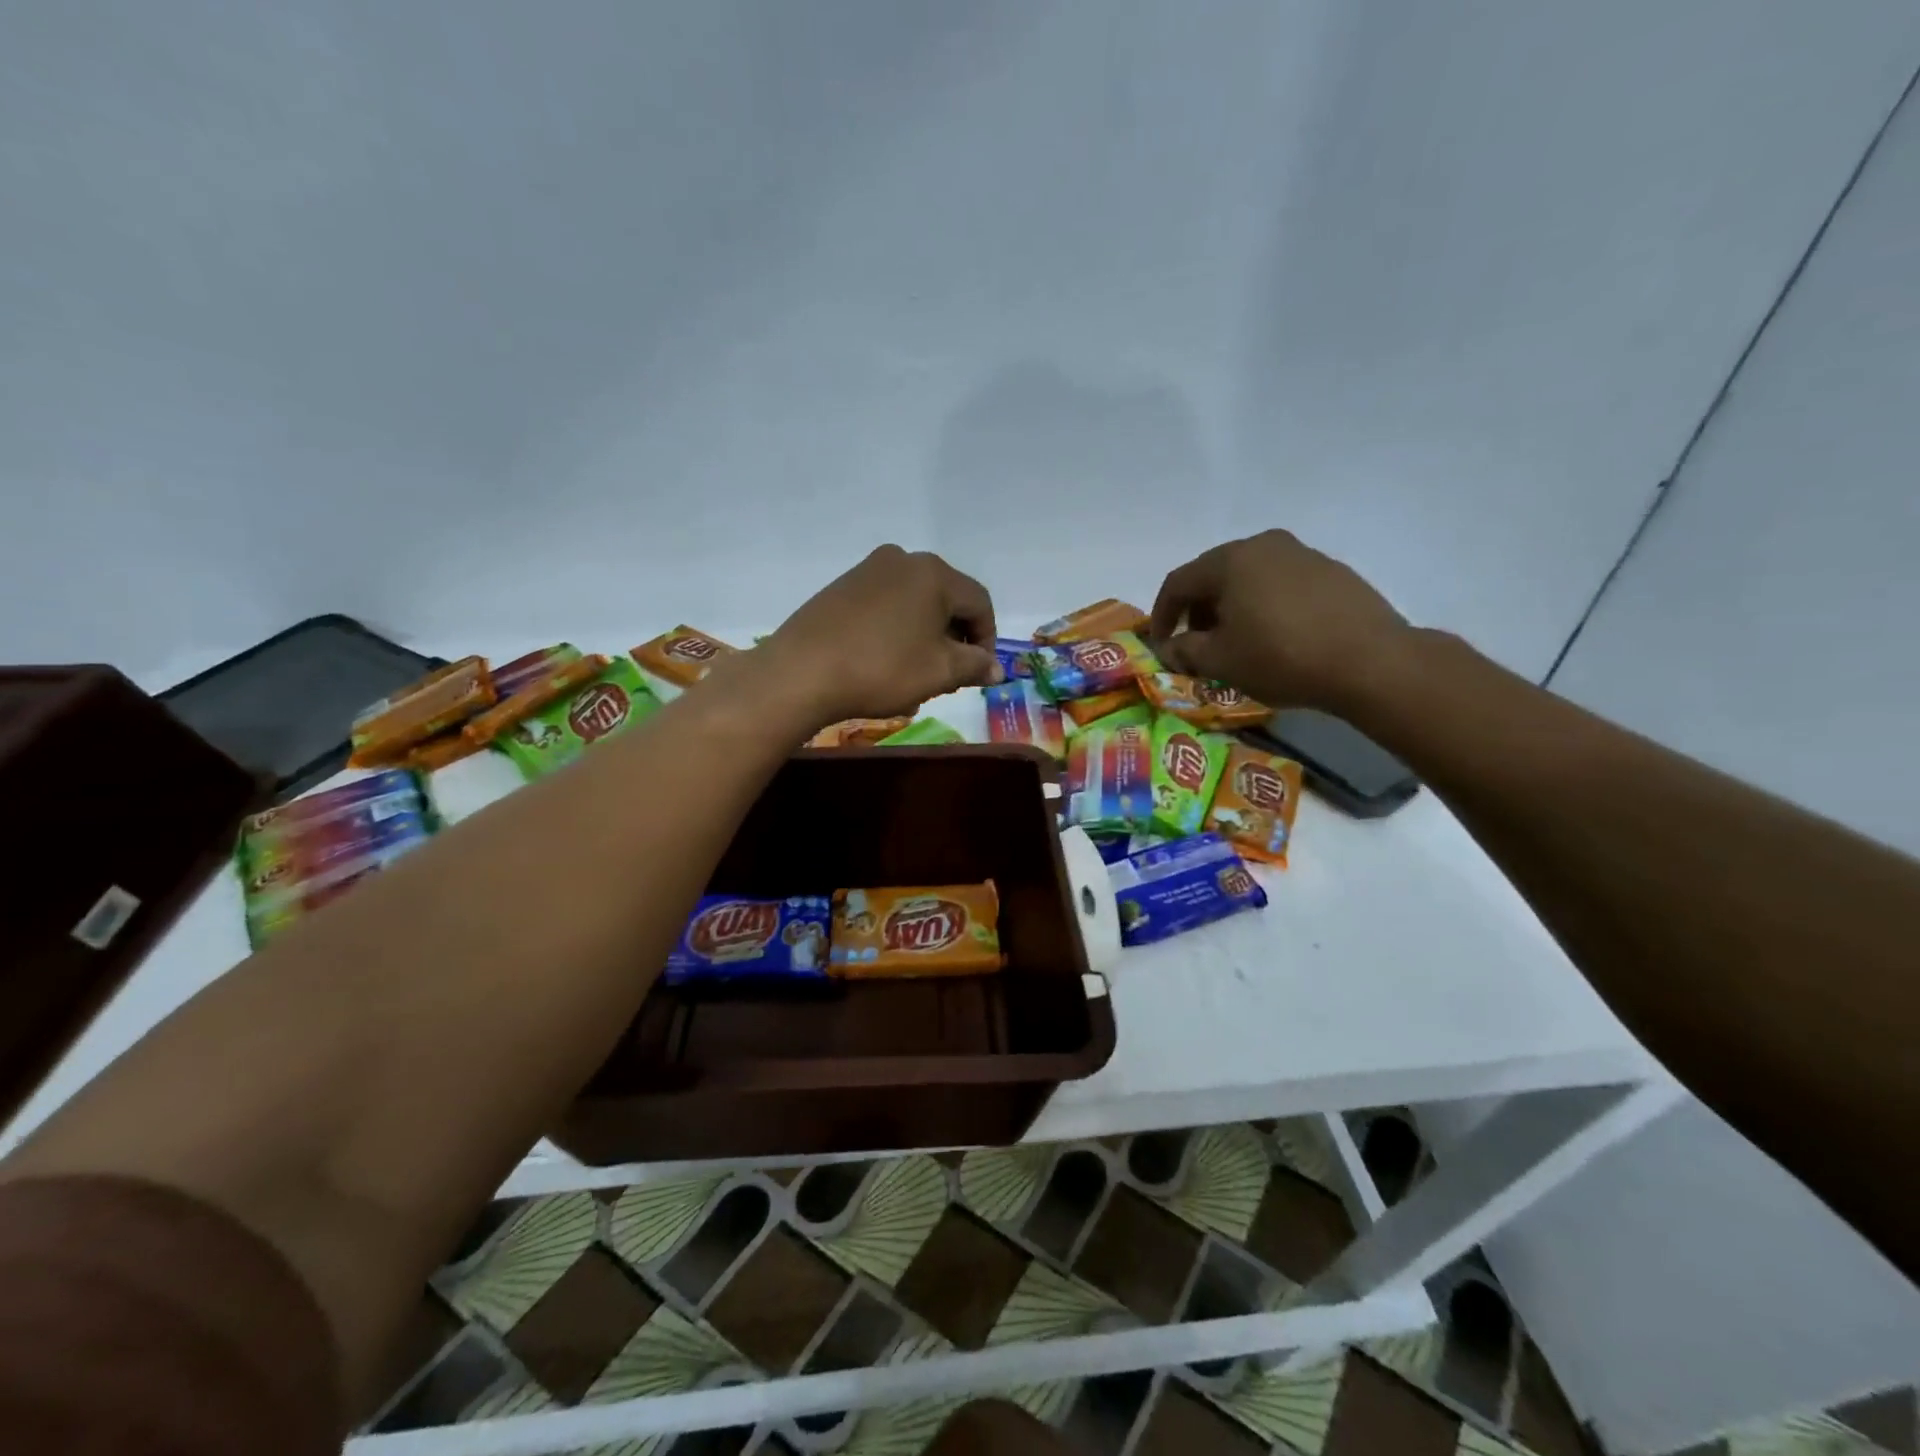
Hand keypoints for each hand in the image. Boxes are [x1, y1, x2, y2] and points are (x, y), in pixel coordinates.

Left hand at [759, 545, 1000, 727]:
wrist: (802, 672)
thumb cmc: (882, 668)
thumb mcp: (939, 672)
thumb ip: (975, 666)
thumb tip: (996, 668)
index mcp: (933, 573)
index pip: (979, 603)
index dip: (987, 639)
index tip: (979, 672)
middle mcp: (902, 559)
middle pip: (946, 598)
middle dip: (955, 637)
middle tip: (950, 675)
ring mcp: (867, 570)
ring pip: (915, 602)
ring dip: (926, 634)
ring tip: (917, 671)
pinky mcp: (841, 587)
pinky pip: (885, 605)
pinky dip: (897, 629)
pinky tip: (885, 660)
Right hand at [1150, 530, 1412, 711]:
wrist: (1370, 662)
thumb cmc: (1281, 657)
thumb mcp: (1220, 660)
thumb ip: (1184, 651)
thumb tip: (1169, 649)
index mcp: (1231, 560)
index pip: (1178, 583)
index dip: (1161, 616)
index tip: (1161, 646)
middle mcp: (1265, 545)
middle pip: (1214, 575)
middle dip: (1196, 610)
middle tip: (1195, 644)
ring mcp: (1302, 554)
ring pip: (1249, 578)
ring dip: (1231, 607)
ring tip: (1235, 642)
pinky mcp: (1332, 572)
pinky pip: (1280, 584)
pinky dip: (1264, 605)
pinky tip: (1273, 636)